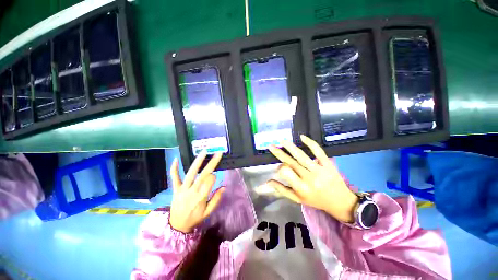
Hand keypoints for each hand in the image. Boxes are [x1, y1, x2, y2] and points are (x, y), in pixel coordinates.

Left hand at [169, 151, 224, 232]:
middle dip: (211, 163)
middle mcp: (192, 191)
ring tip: (204, 152)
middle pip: (203, 174)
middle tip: (217, 153)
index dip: (213, 177)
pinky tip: (176, 159)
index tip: (215, 177)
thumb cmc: (195, 218)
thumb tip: (224, 187)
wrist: (177, 225)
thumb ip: (216, 199)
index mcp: (201, 198)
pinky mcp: (176, 188)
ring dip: (197, 162)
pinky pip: (174, 177)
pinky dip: (174, 168)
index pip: (210, 182)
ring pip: (190, 173)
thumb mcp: (208, 212)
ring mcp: (182, 189)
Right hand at [266, 135, 358, 222]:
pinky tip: (302, 137)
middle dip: (279, 153)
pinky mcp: (328, 164)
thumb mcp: (297, 199)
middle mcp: (309, 178)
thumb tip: (268, 181)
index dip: (280, 168)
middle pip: (291, 162)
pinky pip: (318, 151)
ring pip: (301, 156)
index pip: (286, 173)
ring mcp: (319, 170)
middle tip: (271, 146)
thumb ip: (282, 190)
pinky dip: (310, 143)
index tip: (278, 167)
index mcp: (301, 188)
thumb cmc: (316, 200)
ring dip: (290, 147)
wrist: (340, 202)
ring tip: (282, 141)